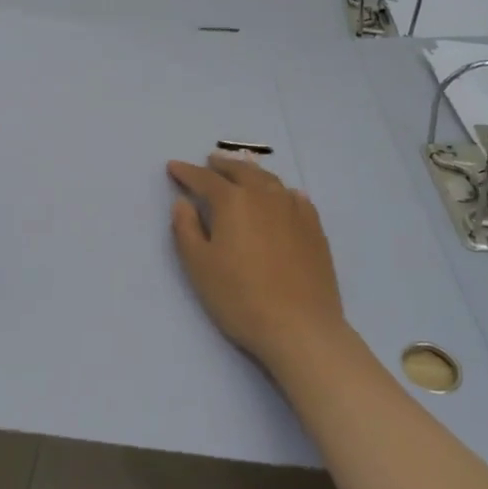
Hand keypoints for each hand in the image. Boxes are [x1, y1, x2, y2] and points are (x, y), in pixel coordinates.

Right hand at [166, 155, 349, 372]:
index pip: (204, 179)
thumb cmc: (240, 297)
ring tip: (242, 173)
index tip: (173, 166)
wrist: (300, 327)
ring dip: (251, 173)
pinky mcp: (314, 228)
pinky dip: (280, 191)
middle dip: (222, 165)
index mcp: (232, 201)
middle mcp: (264, 196)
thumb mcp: (199, 266)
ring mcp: (293, 210)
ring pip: (269, 180)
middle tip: (210, 161)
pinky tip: (281, 197)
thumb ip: (186, 229)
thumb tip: (183, 202)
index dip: (186, 172)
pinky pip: (294, 197)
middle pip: (240, 171)